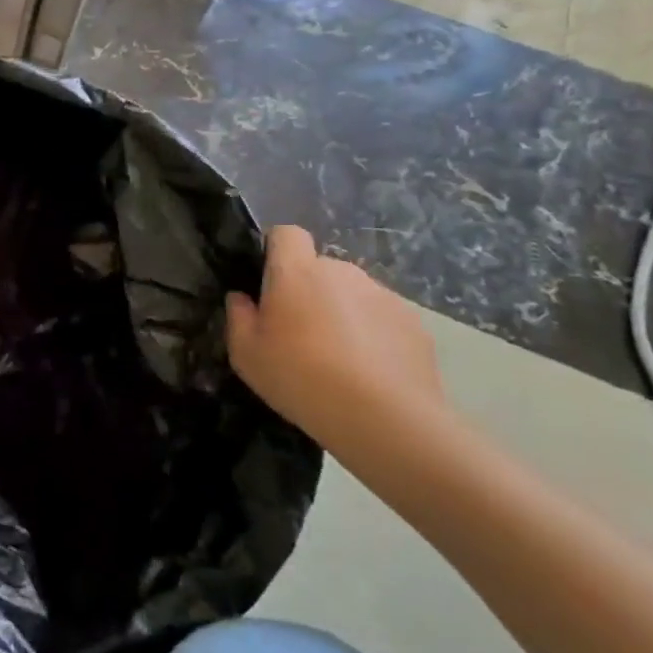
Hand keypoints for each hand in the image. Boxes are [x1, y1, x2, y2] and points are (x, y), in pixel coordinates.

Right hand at [225, 226, 448, 467]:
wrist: (384, 418)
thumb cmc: (300, 377)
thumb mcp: (245, 354)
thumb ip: (238, 316)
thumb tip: (243, 298)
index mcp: (296, 272)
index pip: (286, 234)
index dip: (276, 250)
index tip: (269, 282)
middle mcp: (341, 272)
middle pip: (319, 268)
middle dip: (308, 290)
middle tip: (299, 333)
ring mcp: (382, 295)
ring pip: (351, 294)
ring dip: (341, 313)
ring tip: (338, 359)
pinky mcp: (413, 322)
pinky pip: (381, 318)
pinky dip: (373, 335)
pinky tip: (369, 372)